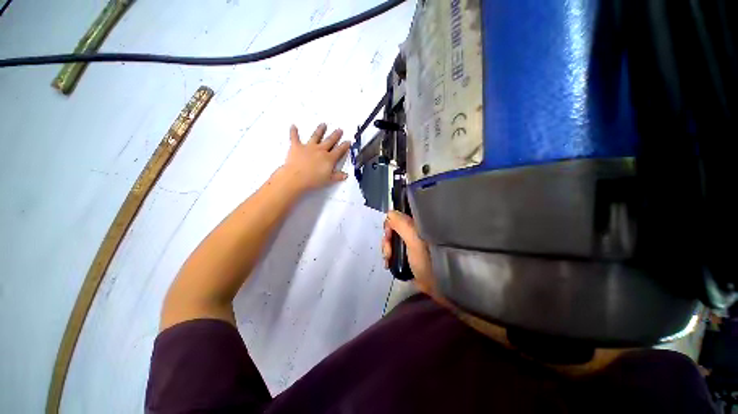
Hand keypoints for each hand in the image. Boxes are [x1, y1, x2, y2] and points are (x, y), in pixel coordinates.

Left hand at [281, 123, 350, 191]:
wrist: (296, 178)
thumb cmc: (313, 180)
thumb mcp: (328, 180)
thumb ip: (337, 176)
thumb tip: (345, 175)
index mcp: (329, 158)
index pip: (339, 151)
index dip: (344, 146)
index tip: (348, 141)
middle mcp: (320, 150)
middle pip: (330, 141)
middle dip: (335, 135)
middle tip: (339, 130)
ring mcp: (308, 147)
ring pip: (316, 136)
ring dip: (320, 130)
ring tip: (323, 124)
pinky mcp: (297, 147)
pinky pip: (295, 137)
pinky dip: (293, 132)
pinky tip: (293, 126)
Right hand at [382, 211, 436, 295]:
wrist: (439, 285)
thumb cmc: (428, 259)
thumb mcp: (415, 239)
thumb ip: (402, 223)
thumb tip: (389, 213)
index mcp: (418, 224)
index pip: (399, 216)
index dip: (390, 224)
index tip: (388, 236)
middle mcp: (415, 231)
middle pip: (394, 229)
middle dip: (387, 240)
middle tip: (388, 253)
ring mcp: (412, 244)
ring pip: (393, 240)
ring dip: (387, 249)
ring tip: (388, 260)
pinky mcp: (409, 255)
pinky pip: (395, 251)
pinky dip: (389, 256)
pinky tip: (388, 263)